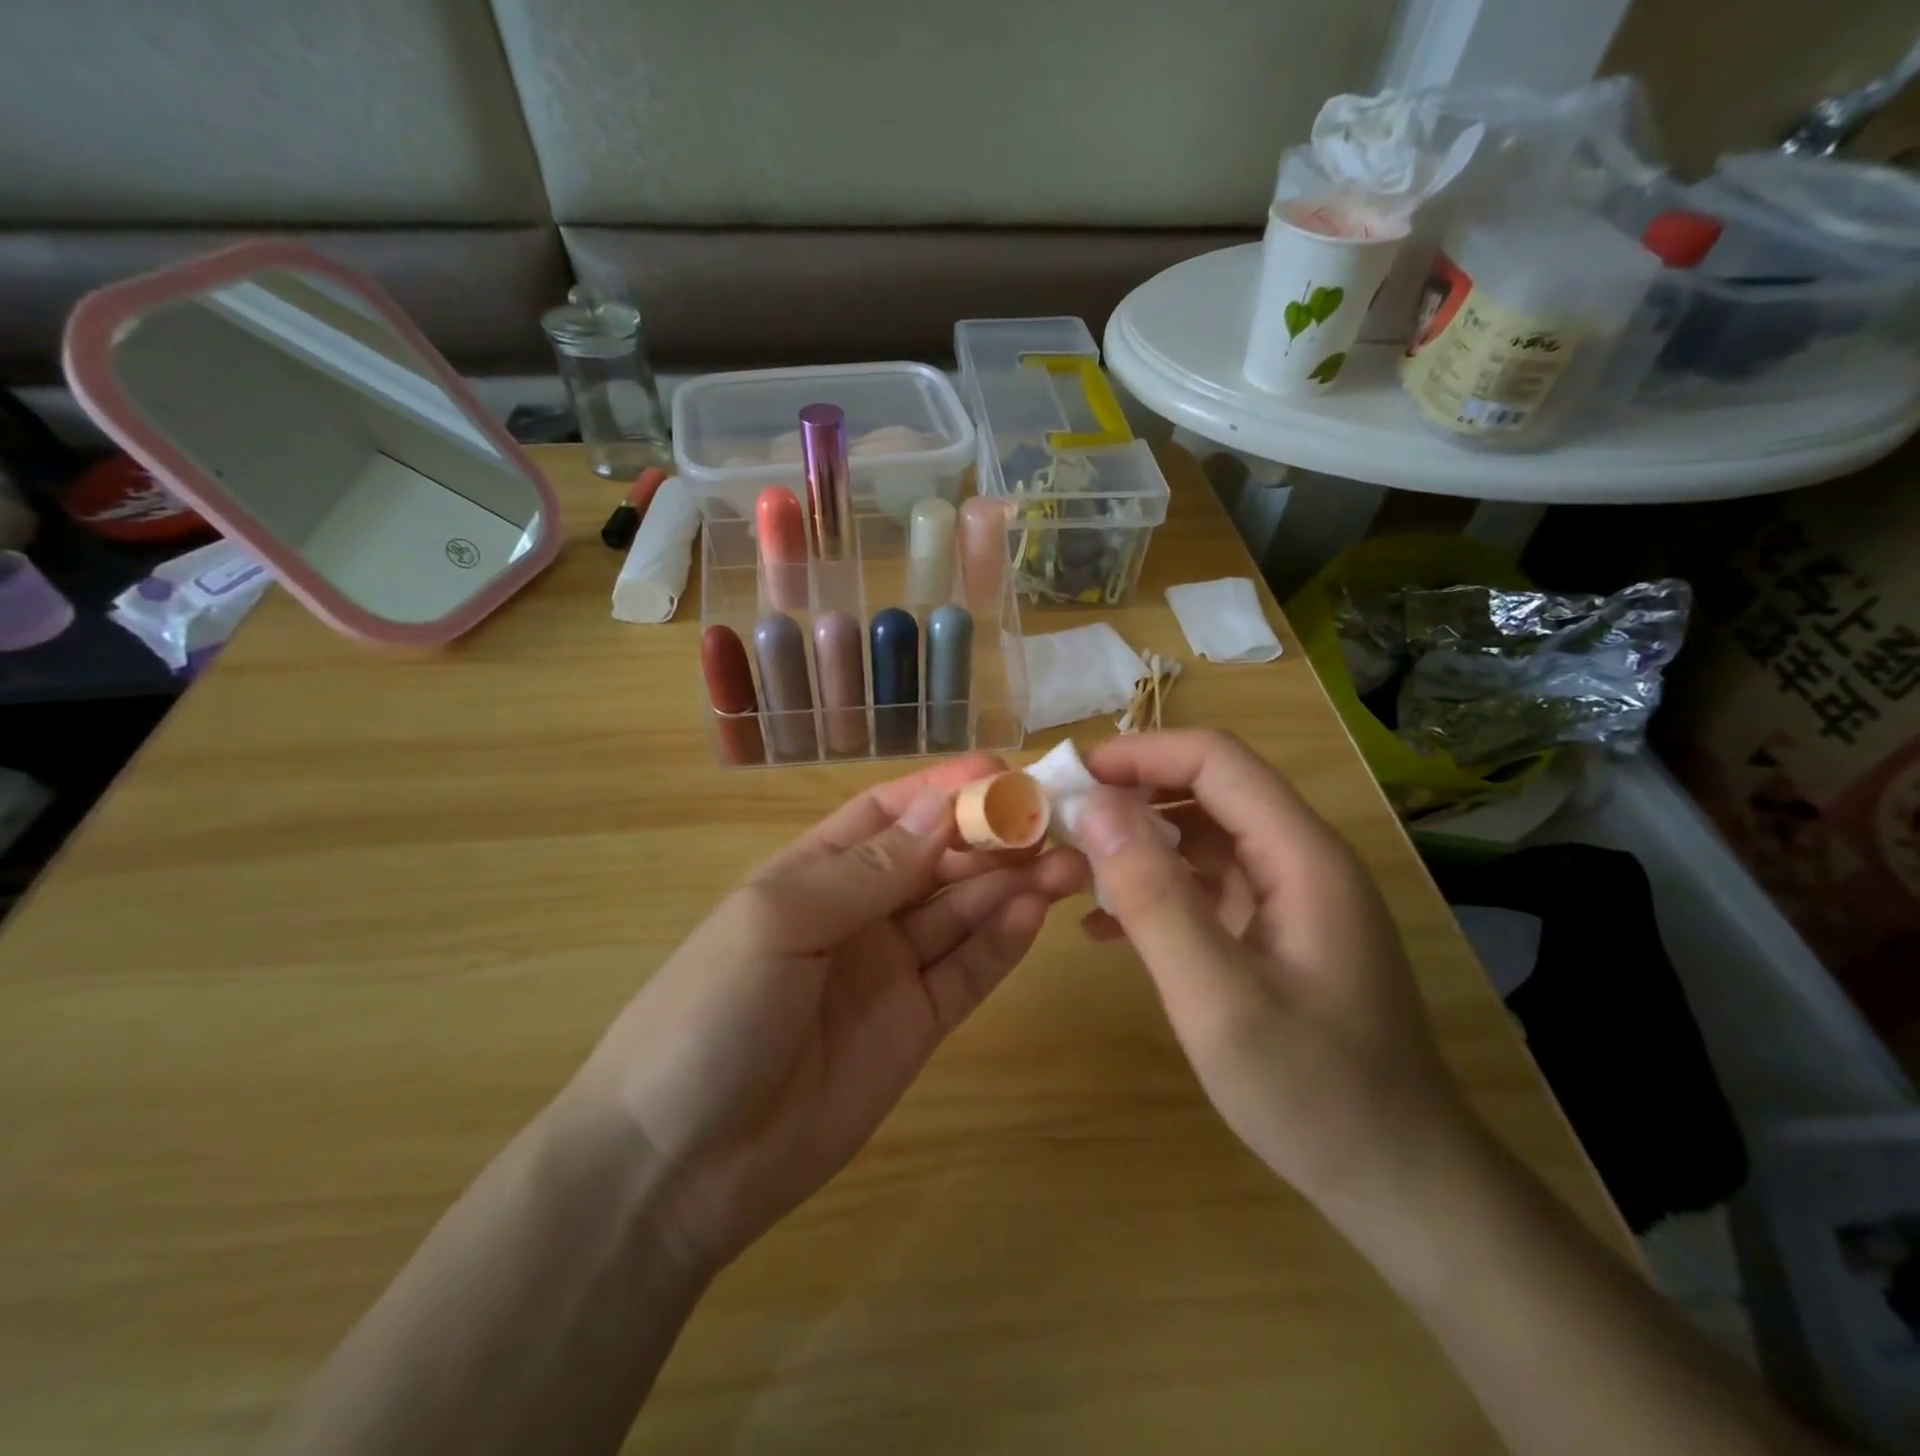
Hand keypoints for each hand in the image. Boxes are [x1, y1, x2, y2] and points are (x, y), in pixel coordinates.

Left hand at [566, 754, 1082, 1274]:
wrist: (681, 1164)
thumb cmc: (713, 1012)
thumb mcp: (780, 921)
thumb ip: (868, 870)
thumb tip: (943, 808)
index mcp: (814, 873)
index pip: (889, 815)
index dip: (943, 790)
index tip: (1001, 772)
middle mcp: (858, 913)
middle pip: (936, 861)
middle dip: (990, 838)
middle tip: (1051, 823)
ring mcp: (890, 970)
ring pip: (961, 913)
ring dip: (1010, 885)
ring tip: (1063, 865)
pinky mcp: (917, 1025)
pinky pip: (967, 972)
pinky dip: (1002, 942)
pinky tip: (1034, 914)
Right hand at [1072, 730, 1477, 1212]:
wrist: (1402, 1183)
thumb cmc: (1313, 1092)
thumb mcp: (1218, 999)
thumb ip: (1154, 898)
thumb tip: (1096, 809)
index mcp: (1302, 855)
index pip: (1216, 761)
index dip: (1141, 754)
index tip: (1072, 778)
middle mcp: (1301, 859)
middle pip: (1209, 791)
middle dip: (1132, 795)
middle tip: (1061, 823)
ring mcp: (1291, 897)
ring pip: (1203, 837)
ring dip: (1139, 844)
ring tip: (1073, 869)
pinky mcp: (1277, 932)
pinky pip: (1208, 887)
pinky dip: (1157, 890)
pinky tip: (1106, 928)